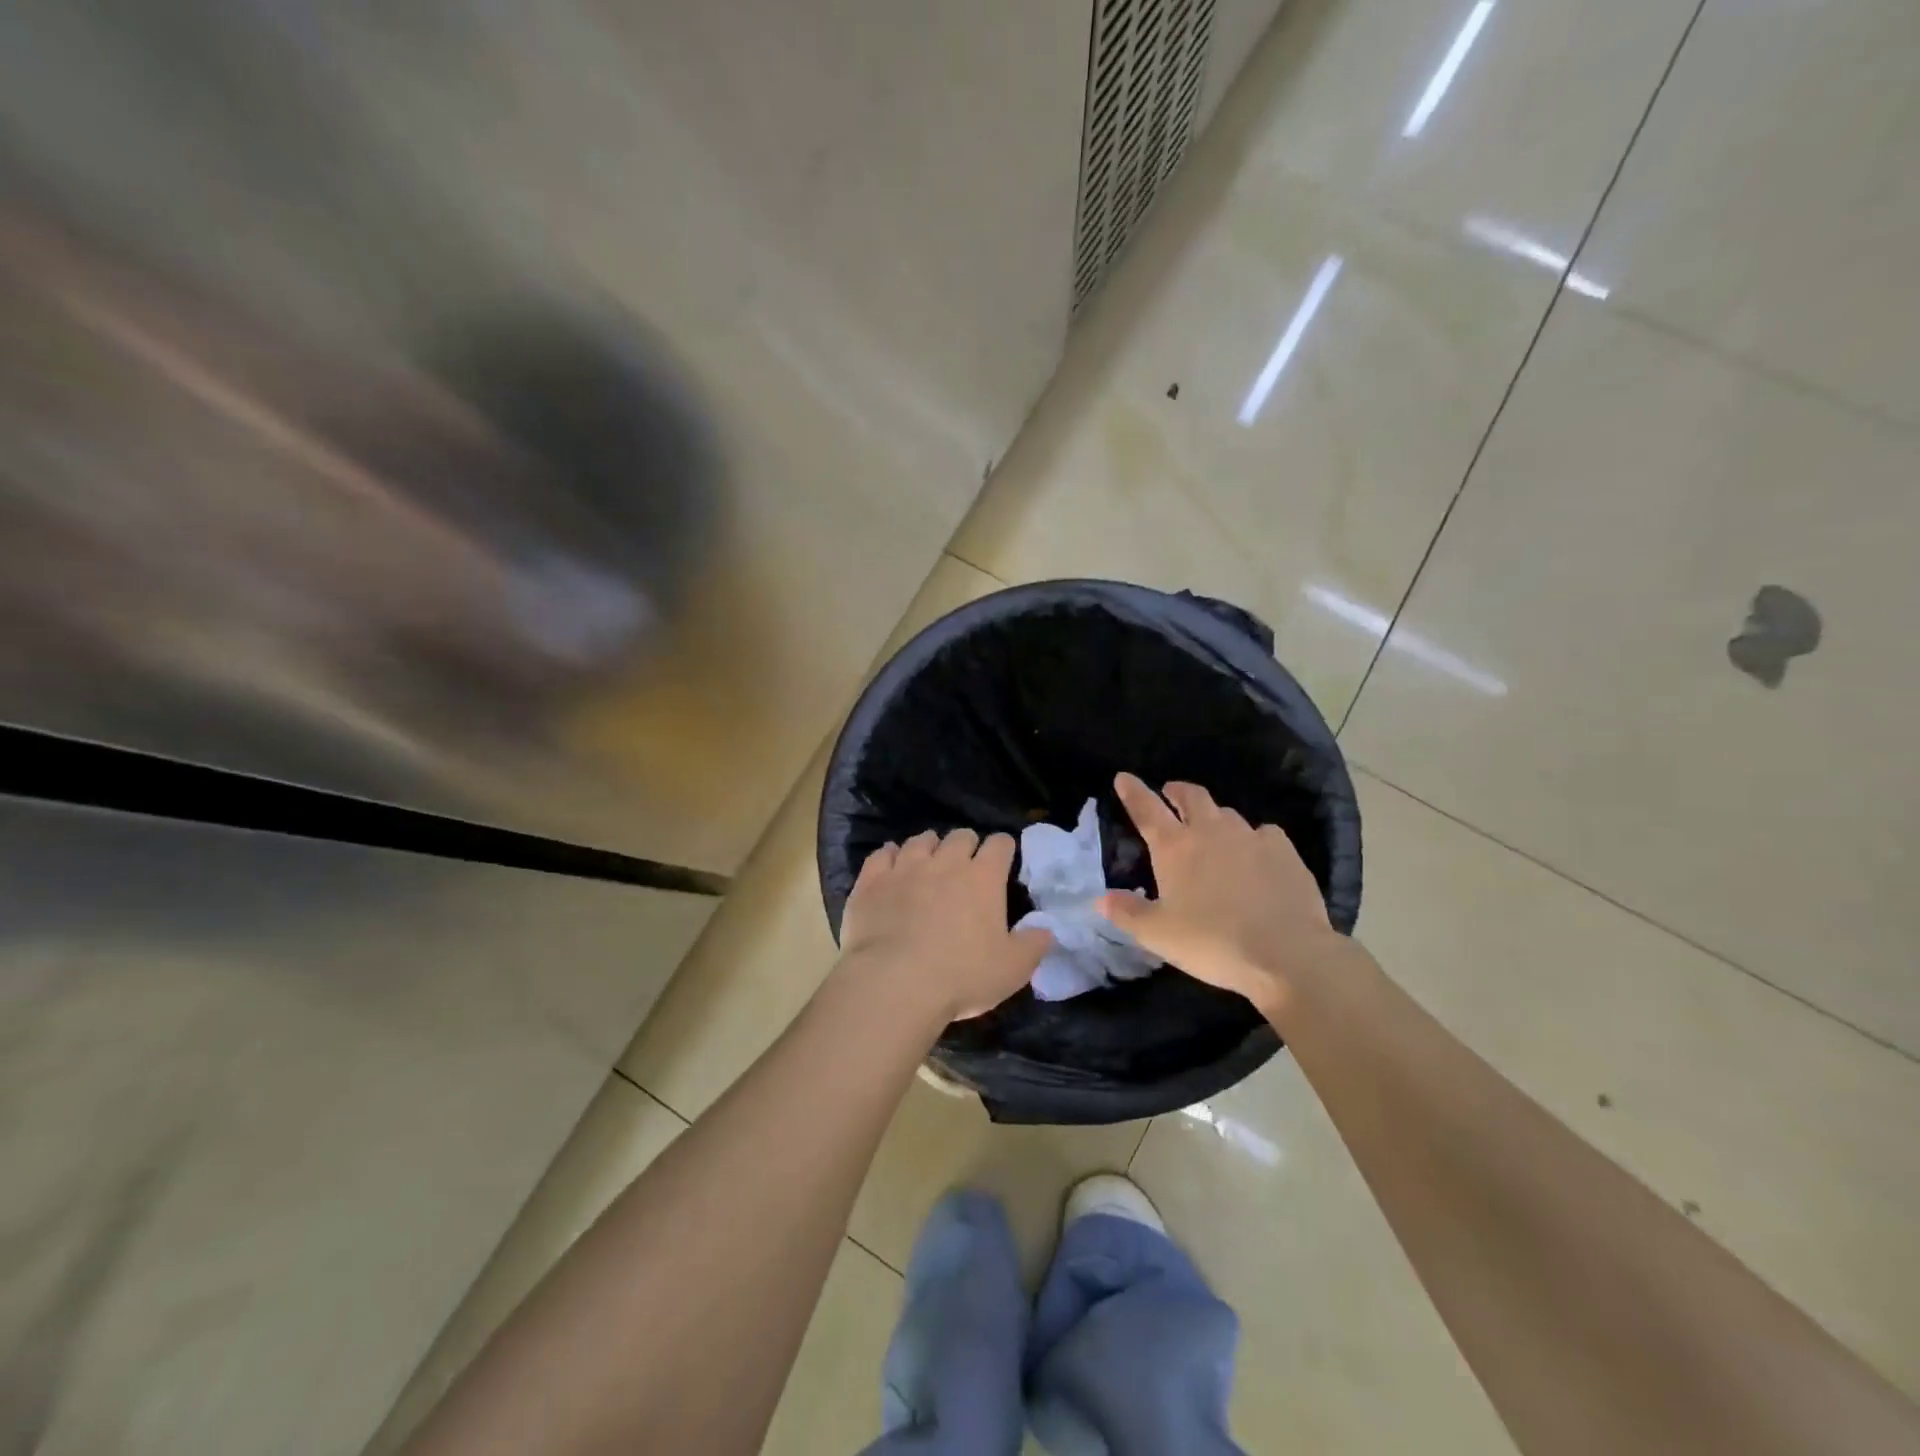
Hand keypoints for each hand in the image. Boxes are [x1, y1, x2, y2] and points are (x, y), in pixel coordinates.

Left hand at [835, 829, 1052, 1025]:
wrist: (894, 983)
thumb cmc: (961, 976)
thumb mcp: (1012, 969)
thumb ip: (1033, 945)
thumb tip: (1046, 929)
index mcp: (983, 878)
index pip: (1000, 844)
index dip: (1003, 848)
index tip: (1003, 860)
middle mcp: (946, 862)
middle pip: (960, 836)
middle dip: (967, 845)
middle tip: (966, 865)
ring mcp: (905, 867)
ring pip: (921, 840)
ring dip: (929, 847)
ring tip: (929, 861)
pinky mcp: (872, 880)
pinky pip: (882, 854)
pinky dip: (889, 855)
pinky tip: (890, 864)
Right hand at [1099, 772, 1347, 1017]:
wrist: (1286, 953)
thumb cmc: (1212, 942)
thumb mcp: (1158, 935)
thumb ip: (1127, 913)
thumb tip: (1101, 899)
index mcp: (1174, 847)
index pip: (1146, 808)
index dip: (1133, 791)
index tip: (1124, 777)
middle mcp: (1210, 831)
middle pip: (1191, 796)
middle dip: (1176, 790)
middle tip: (1170, 793)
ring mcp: (1250, 837)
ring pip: (1226, 813)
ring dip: (1213, 815)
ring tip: (1211, 828)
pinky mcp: (1283, 850)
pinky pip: (1263, 832)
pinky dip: (1253, 837)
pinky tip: (1255, 853)